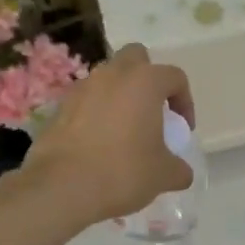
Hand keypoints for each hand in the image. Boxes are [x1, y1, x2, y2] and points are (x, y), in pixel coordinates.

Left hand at [23, 43, 195, 226]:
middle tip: (152, 110)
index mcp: (145, 82)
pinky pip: (86, 100)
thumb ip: (178, 168)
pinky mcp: (59, 107)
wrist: (62, 187)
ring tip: (124, 128)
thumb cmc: (123, 171)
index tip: (182, 128)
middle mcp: (113, 75)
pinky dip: (96, 112)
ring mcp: (82, 88)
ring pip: (107, 77)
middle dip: (147, 77)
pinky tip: (98, 142)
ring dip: (119, 94)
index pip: (175, 77)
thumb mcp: (163, 175)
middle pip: (136, 58)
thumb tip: (181, 172)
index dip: (184, 101)